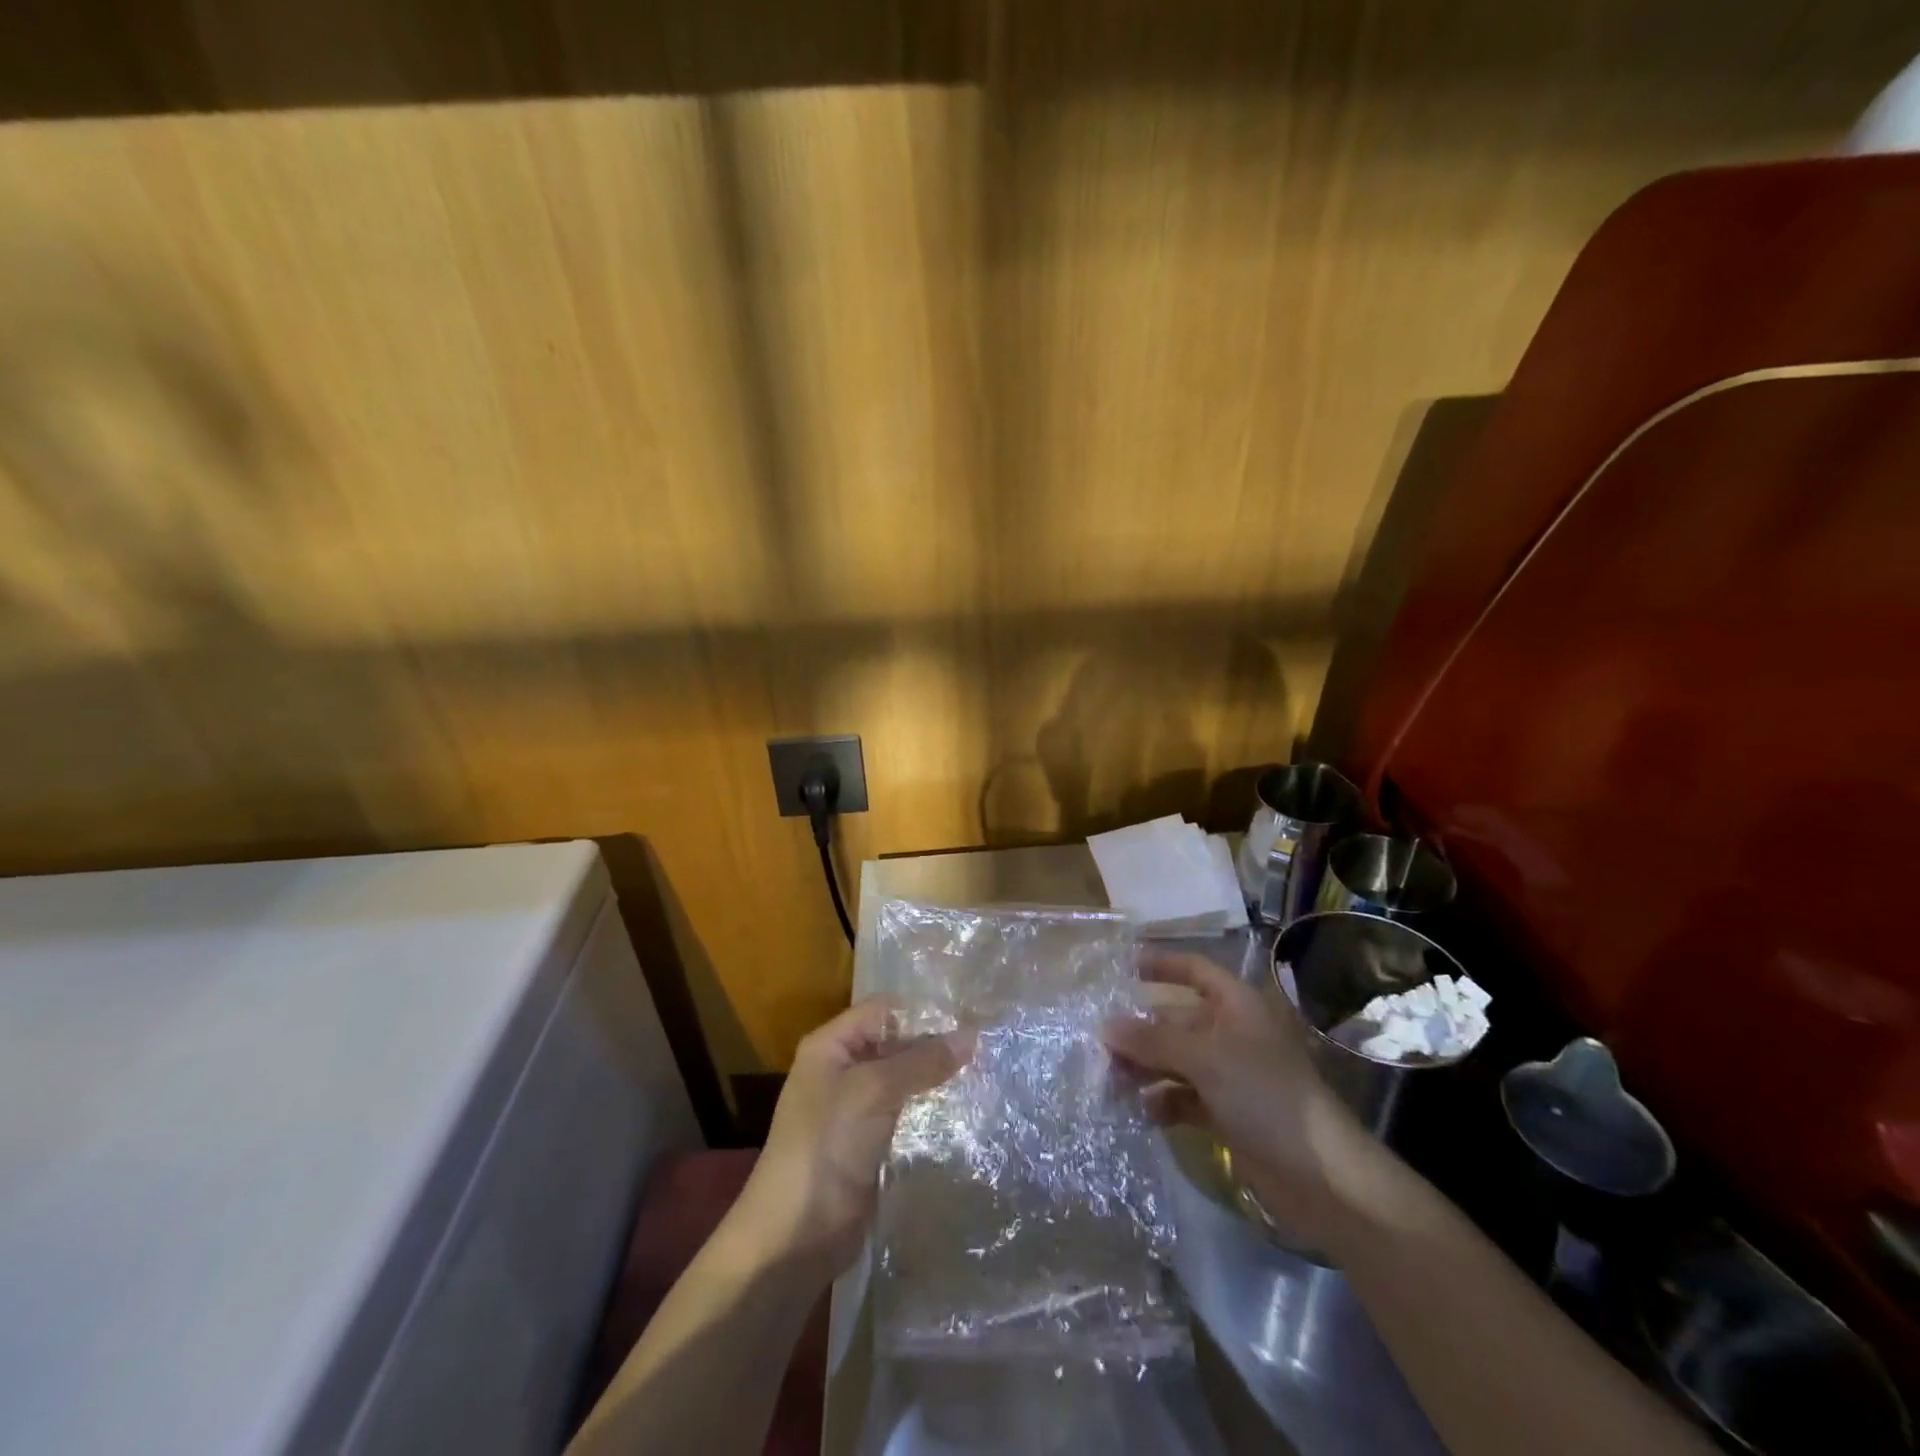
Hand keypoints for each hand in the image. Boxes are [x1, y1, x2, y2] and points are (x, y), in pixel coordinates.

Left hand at [731, 998, 968, 1270]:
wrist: (794, 1237)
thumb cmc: (826, 1147)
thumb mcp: (873, 1092)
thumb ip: (921, 1061)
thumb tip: (971, 1034)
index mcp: (831, 1046)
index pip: (884, 1010)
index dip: (924, 1012)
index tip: (970, 1020)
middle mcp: (842, 1070)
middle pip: (896, 1044)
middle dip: (935, 1047)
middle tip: (986, 1050)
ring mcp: (855, 1109)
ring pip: (904, 1081)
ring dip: (936, 1080)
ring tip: (984, 1076)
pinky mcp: (870, 1144)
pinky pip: (905, 1114)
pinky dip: (930, 1111)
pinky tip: (965, 1111)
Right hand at [1103, 949, 1389, 1250]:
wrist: (1323, 1178)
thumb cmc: (1266, 1096)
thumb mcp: (1205, 1059)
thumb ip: (1153, 1041)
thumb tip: (1105, 1026)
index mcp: (1237, 1007)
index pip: (1195, 970)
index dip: (1163, 965)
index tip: (1124, 967)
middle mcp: (1232, 1034)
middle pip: (1177, 1020)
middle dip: (1141, 1030)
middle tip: (1100, 1045)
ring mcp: (1231, 1076)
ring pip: (1176, 1060)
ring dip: (1145, 1068)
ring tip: (1110, 1082)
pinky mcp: (1228, 1114)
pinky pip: (1184, 1097)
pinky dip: (1163, 1101)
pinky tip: (1142, 1112)